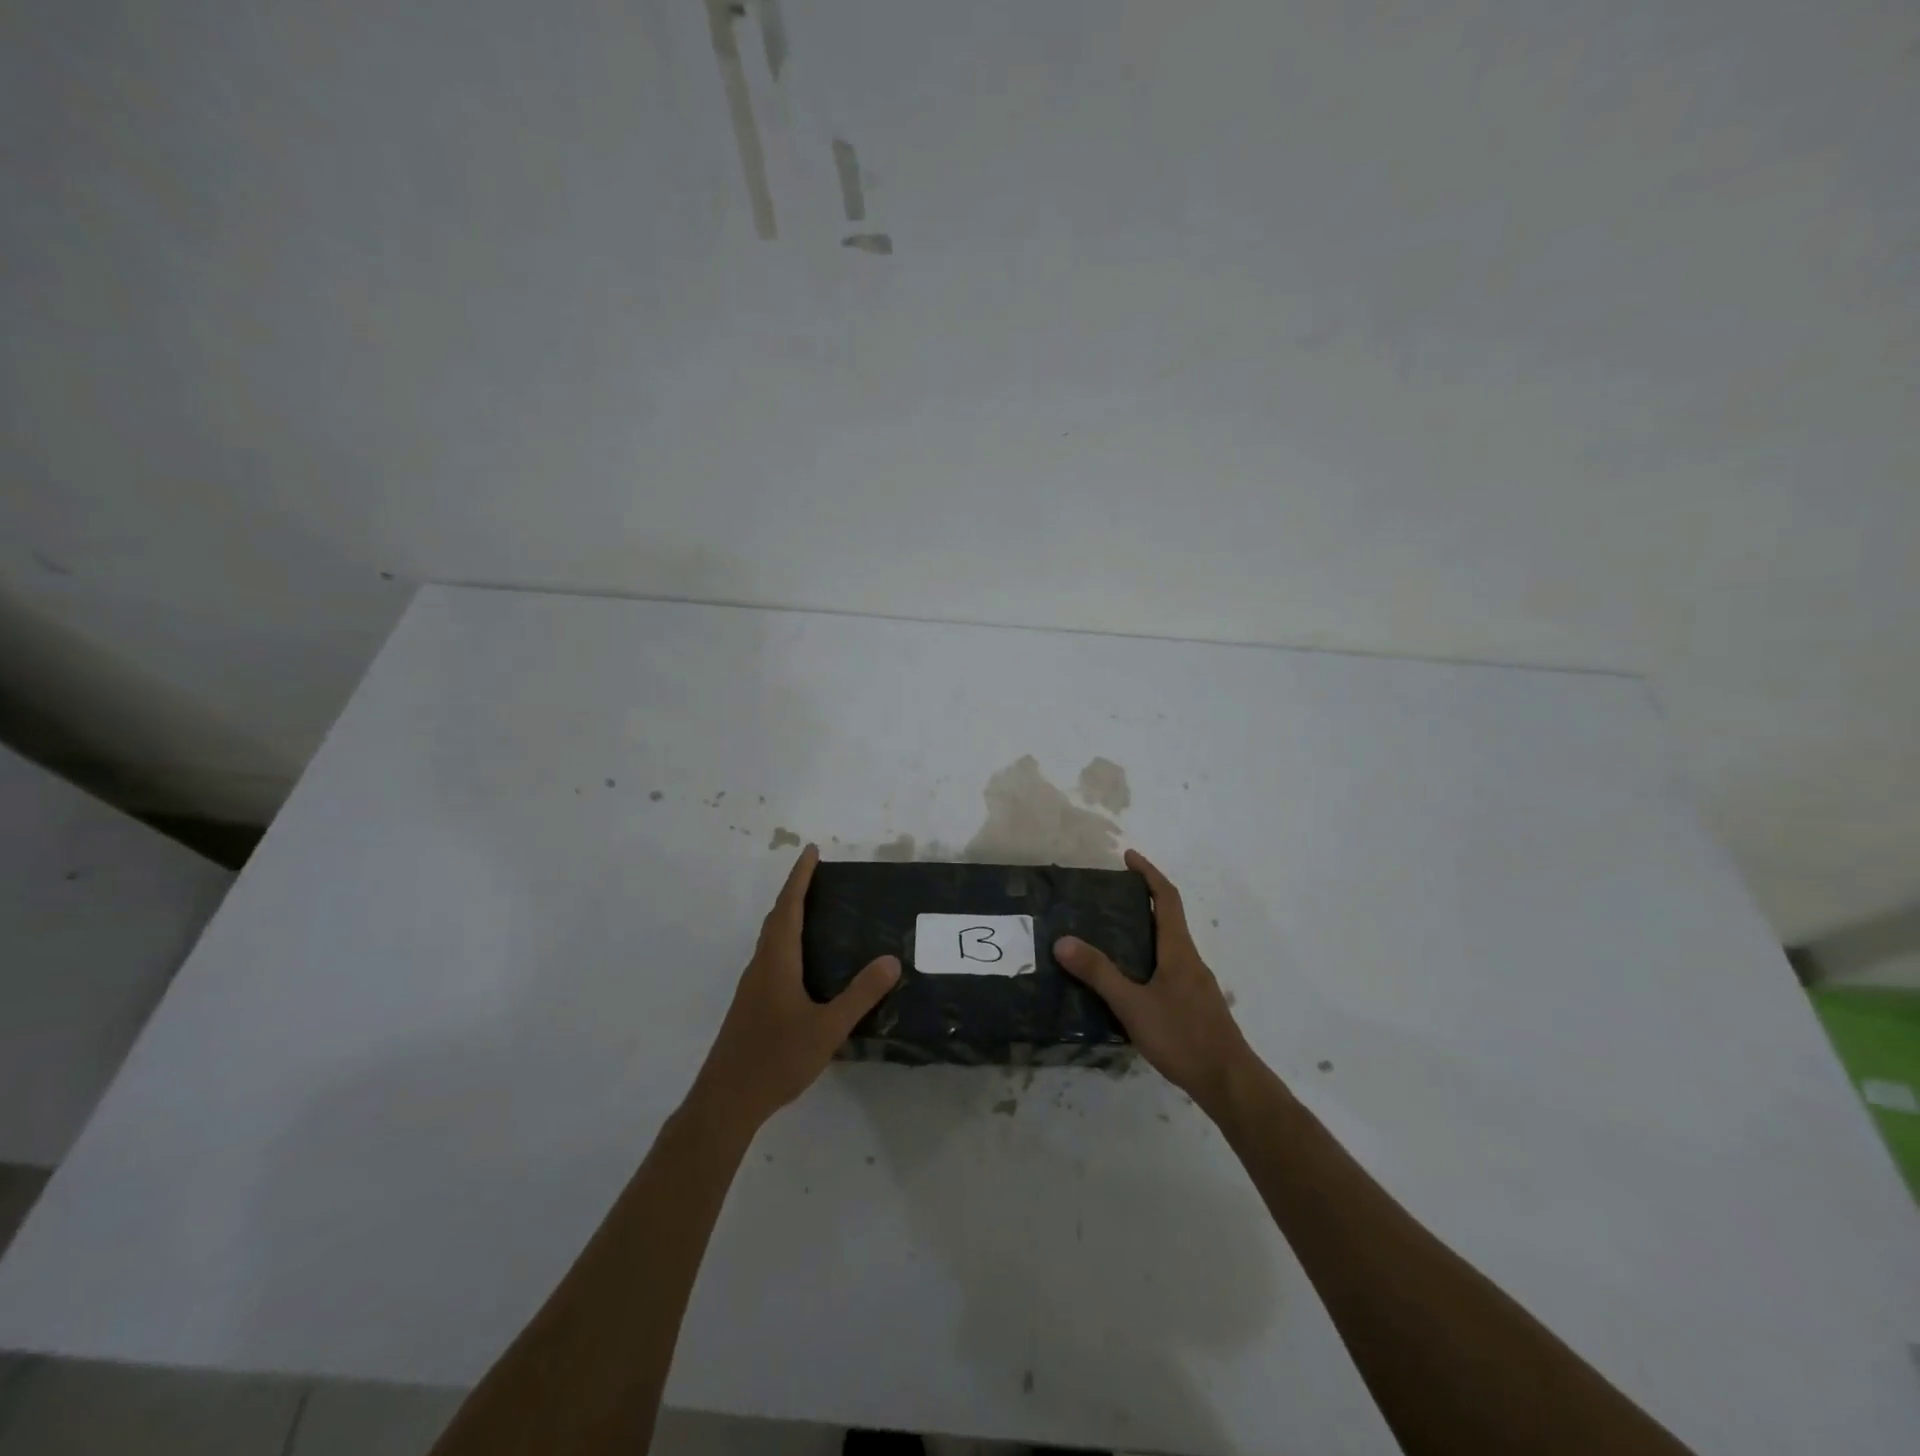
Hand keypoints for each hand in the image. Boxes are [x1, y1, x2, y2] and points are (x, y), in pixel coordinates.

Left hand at [688, 845, 899, 1136]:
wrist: (726, 1101)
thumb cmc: (775, 1058)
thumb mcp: (827, 1028)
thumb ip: (860, 995)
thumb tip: (891, 959)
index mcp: (777, 962)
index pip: (789, 907)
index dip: (800, 877)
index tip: (811, 851)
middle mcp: (761, 966)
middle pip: (777, 918)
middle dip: (796, 892)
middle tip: (819, 876)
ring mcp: (752, 987)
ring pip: (772, 939)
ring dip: (789, 917)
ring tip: (816, 912)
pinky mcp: (751, 1006)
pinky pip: (771, 958)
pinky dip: (787, 942)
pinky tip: (804, 964)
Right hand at [1055, 849, 1255, 1118]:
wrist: (1229, 1082)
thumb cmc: (1183, 1037)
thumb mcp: (1133, 1005)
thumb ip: (1099, 974)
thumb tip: (1063, 941)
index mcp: (1178, 950)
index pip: (1167, 899)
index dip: (1149, 874)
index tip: (1129, 857)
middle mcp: (1190, 960)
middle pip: (1169, 918)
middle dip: (1143, 900)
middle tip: (1109, 897)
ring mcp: (1196, 984)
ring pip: (1169, 945)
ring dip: (1146, 930)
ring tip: (1111, 935)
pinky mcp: (1196, 1005)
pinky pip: (1170, 967)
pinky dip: (1149, 958)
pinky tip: (1130, 981)